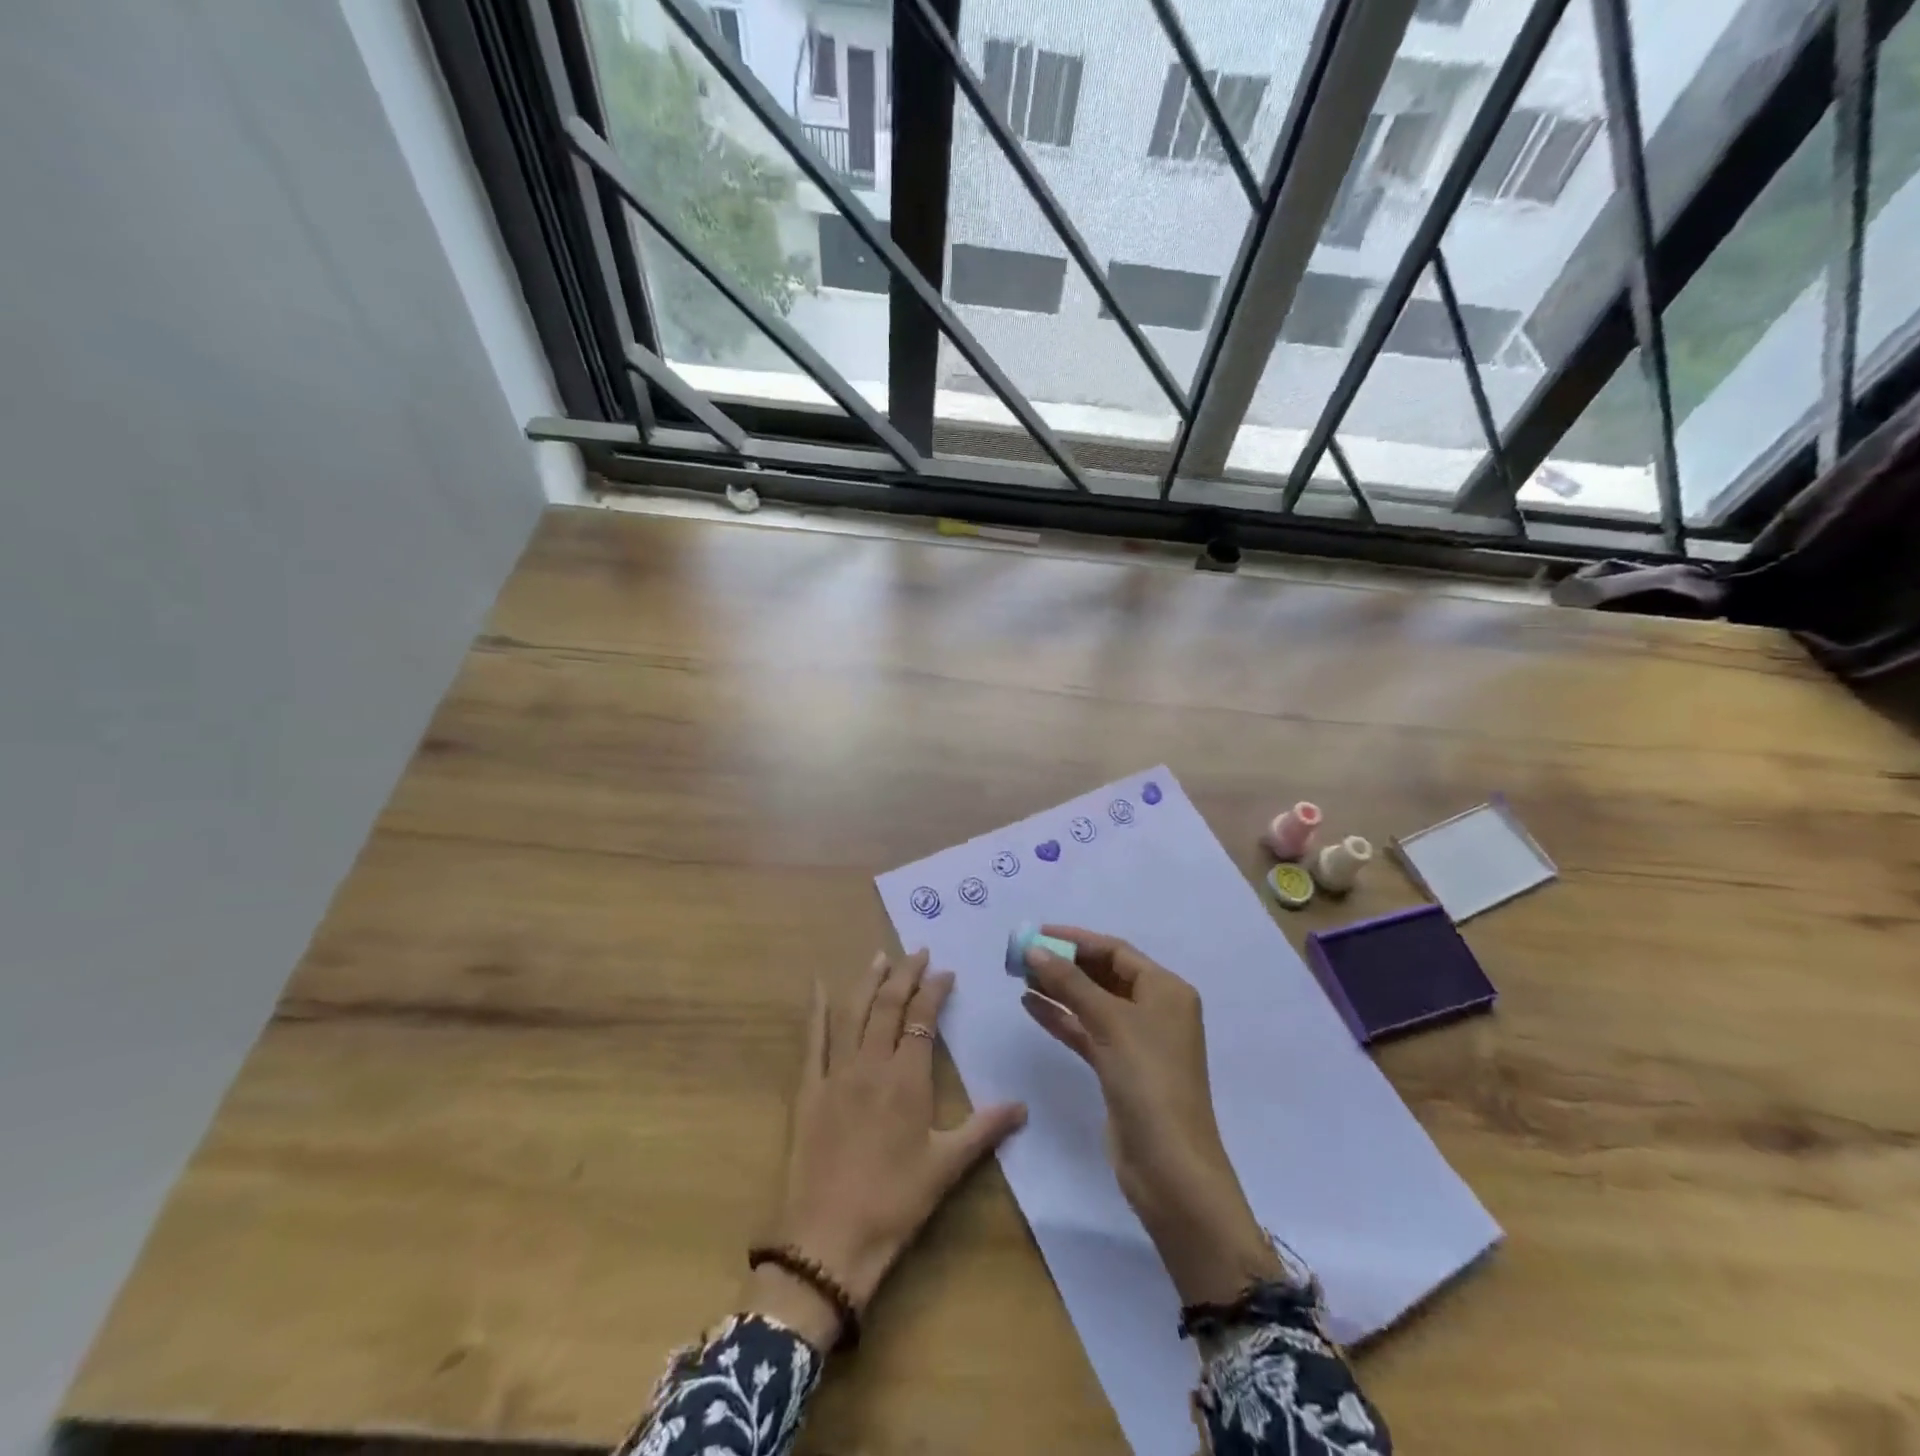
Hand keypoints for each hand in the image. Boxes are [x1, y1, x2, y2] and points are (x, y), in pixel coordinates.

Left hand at [749, 949, 1027, 1348]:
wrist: (828, 1239)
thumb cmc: (895, 1203)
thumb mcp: (946, 1167)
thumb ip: (984, 1129)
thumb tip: (1023, 1106)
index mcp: (907, 1078)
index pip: (923, 1019)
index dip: (934, 990)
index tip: (945, 971)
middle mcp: (871, 1064)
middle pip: (889, 1006)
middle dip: (904, 974)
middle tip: (917, 951)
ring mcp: (836, 1073)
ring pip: (854, 1013)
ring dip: (868, 981)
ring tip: (880, 957)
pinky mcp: (809, 1090)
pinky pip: (813, 1040)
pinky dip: (817, 1010)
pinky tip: (820, 986)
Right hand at [1021, 928, 1281, 1305]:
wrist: (1170, 1168)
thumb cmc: (1148, 1081)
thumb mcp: (1110, 1022)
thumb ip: (1070, 983)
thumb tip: (1034, 949)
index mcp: (1165, 990)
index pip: (1116, 951)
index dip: (1076, 939)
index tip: (1036, 933)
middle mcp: (1155, 1010)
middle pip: (1103, 974)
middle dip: (1064, 963)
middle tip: (1021, 956)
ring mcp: (1137, 1041)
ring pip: (1092, 1003)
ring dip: (1059, 989)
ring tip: (1019, 976)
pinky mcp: (1119, 1069)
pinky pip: (1086, 1031)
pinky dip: (1061, 1018)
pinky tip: (1030, 1005)